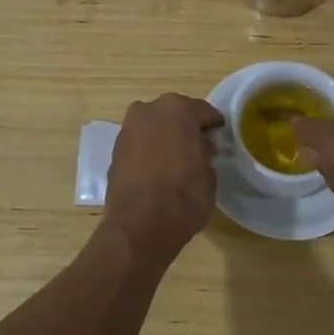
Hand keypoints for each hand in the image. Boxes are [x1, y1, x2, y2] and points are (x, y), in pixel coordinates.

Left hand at [102, 93, 224, 262]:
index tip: (219, 134)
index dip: (213, 123)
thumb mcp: (209, 173)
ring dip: (165, 137)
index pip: (202, 111)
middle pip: (173, 114)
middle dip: (185, 127)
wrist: (140, 225)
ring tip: (177, 158)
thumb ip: (204, 152)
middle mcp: (149, 110)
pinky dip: (149, 150)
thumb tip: (199, 148)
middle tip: (198, 145)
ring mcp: (128, 129)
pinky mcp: (115, 150)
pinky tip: (158, 168)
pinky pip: (140, 144)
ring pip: (153, 127)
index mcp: (177, 109)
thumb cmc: (184, 195)